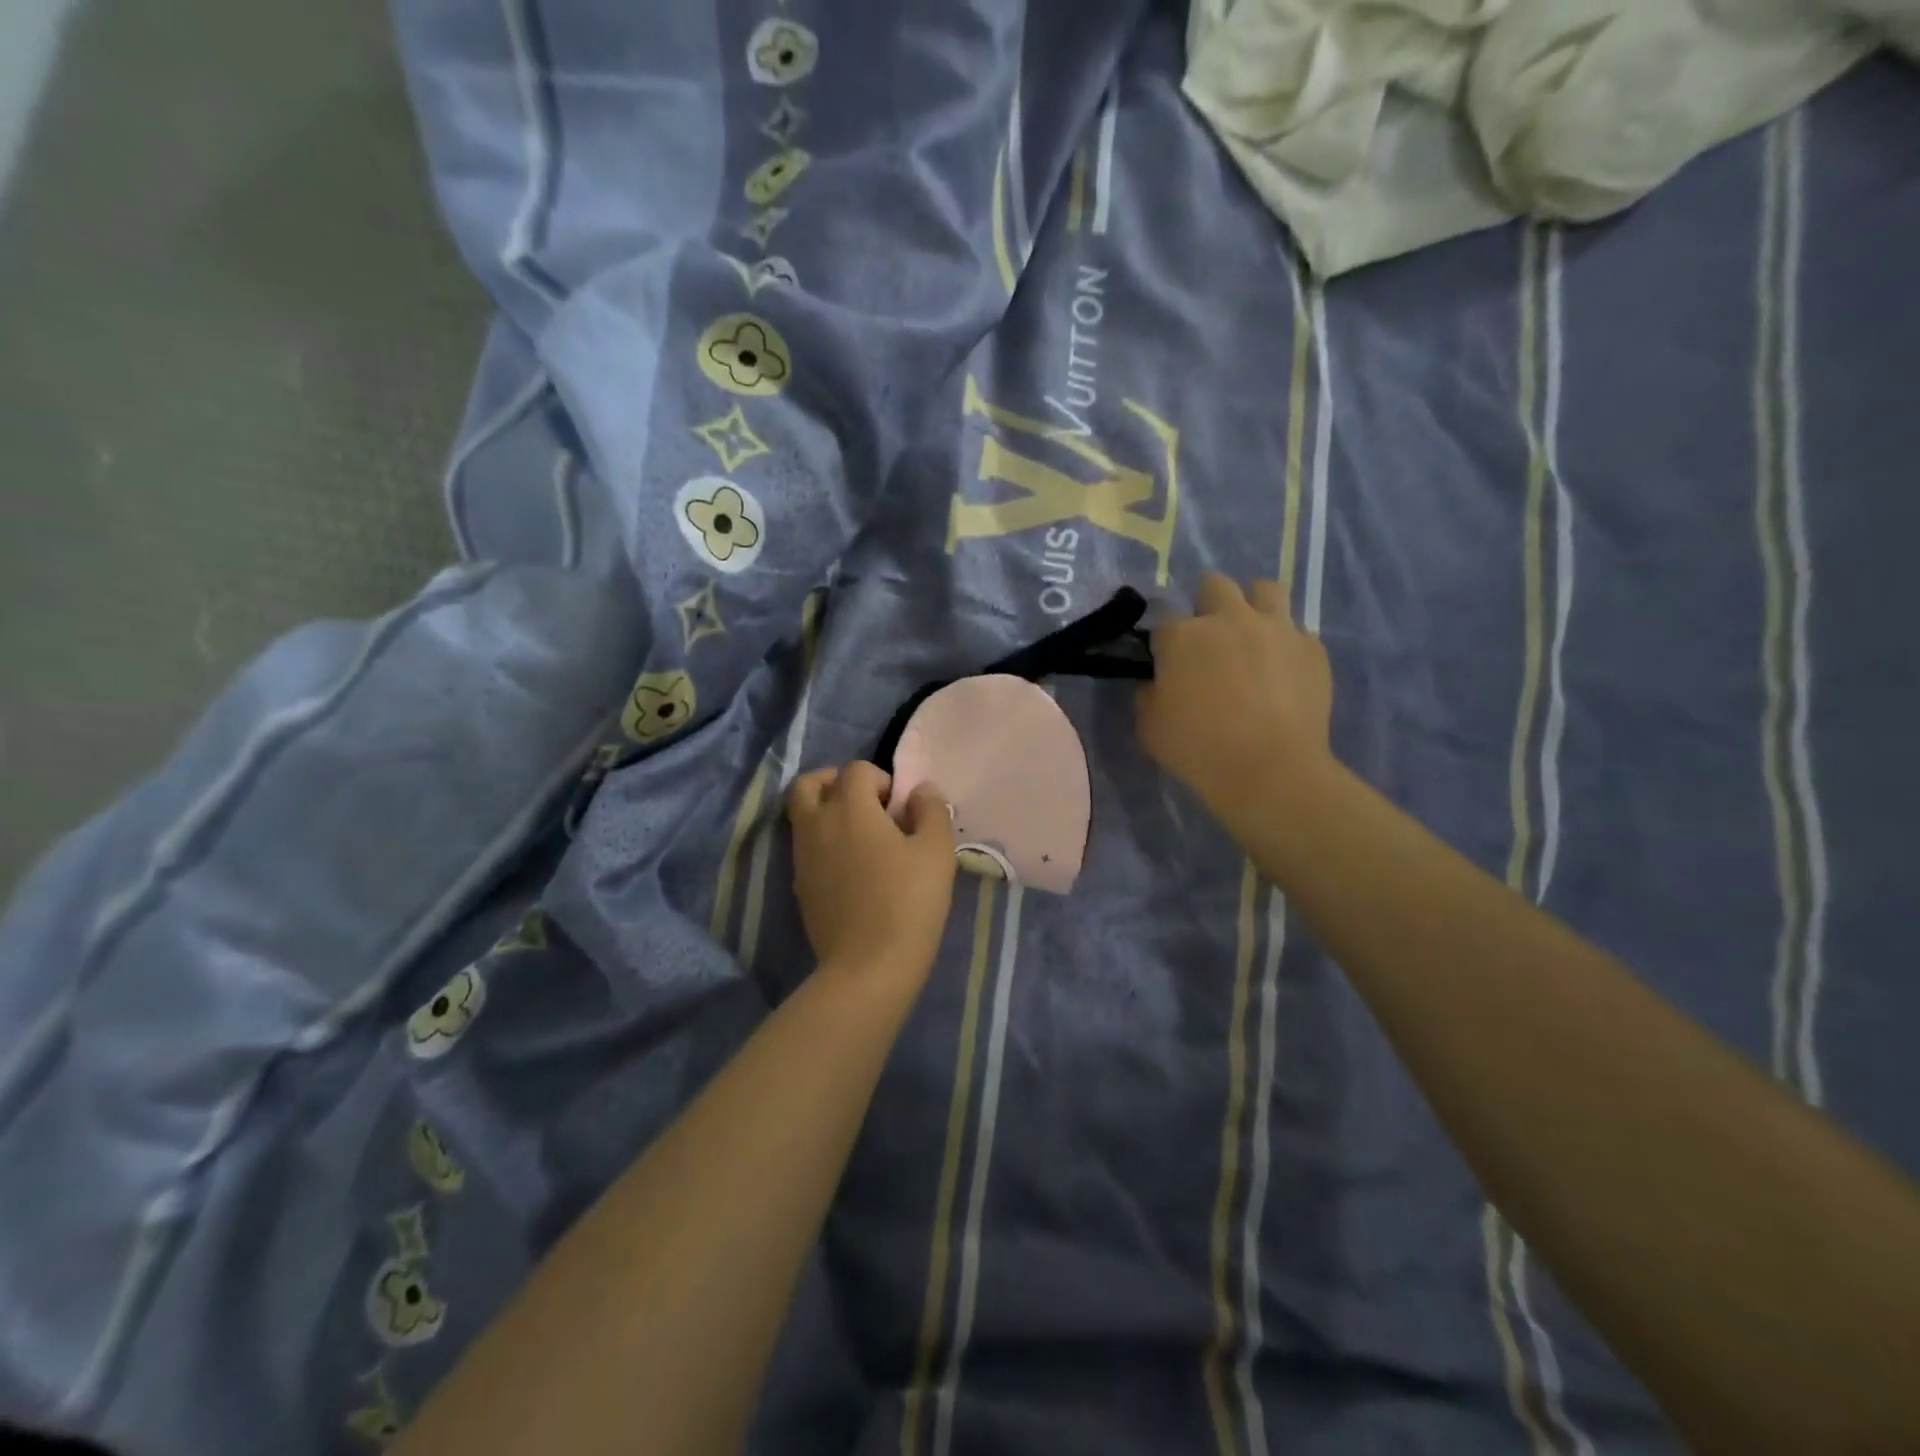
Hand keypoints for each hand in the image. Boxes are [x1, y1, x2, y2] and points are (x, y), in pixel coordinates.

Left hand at [787, 762, 956, 981]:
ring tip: (861, 837)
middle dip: (835, 783)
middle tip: (865, 805)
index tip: (900, 808)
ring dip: (826, 812)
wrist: (868, 967)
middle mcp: (817, 824)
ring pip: (802, 816)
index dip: (881, 779)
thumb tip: (920, 791)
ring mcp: (802, 857)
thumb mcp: (936, 852)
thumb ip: (931, 811)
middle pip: (809, 784)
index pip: (855, 769)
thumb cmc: (909, 902)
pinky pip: (805, 848)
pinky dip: (823, 843)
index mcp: (850, 808)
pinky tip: (852, 868)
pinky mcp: (800, 886)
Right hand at [1137, 573, 1335, 824]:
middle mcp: (1230, 619)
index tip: (1166, 663)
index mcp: (1183, 636)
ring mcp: (1276, 629)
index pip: (1163, 621)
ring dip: (1254, 606)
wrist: (1270, 770)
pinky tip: (1283, 674)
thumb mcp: (1149, 727)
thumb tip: (1158, 683)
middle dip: (1207, 603)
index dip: (1163, 641)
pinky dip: (1286, 646)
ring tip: (1252, 636)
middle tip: (1209, 637)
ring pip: (1265, 590)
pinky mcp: (1312, 649)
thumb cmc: (1199, 749)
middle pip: (1214, 585)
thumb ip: (1149, 695)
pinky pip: (1297, 633)